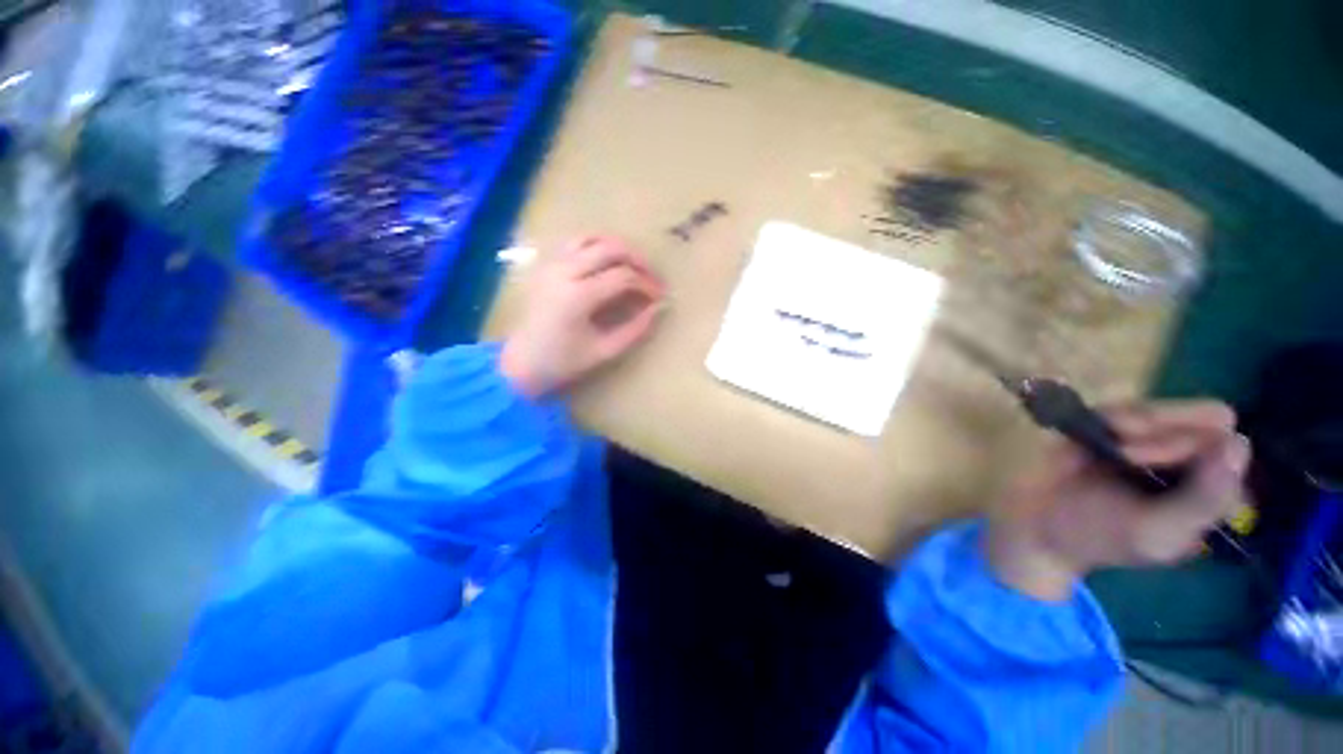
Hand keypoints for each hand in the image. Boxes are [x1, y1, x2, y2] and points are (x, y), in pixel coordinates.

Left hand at [500, 235, 664, 397]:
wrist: (521, 362)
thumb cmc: (563, 361)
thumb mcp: (605, 351)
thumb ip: (636, 329)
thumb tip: (659, 308)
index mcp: (578, 296)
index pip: (623, 277)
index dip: (647, 284)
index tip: (659, 297)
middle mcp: (564, 272)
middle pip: (610, 248)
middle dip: (638, 260)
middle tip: (652, 277)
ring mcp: (552, 264)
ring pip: (592, 238)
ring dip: (618, 248)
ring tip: (634, 266)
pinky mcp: (547, 265)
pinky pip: (575, 242)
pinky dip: (597, 246)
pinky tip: (608, 262)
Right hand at [986, 400, 1251, 600]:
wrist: (1037, 523)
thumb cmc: (1099, 536)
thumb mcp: (1158, 532)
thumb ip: (1204, 498)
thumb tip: (1238, 441)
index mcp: (1209, 492)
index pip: (1230, 448)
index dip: (1202, 452)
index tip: (1165, 470)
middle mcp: (1187, 459)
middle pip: (1205, 420)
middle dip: (1166, 435)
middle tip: (1126, 455)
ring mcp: (1148, 438)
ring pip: (1166, 409)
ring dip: (1139, 424)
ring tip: (1111, 446)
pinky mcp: (1110, 424)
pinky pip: (1129, 406)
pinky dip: (1117, 415)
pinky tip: (1101, 431)